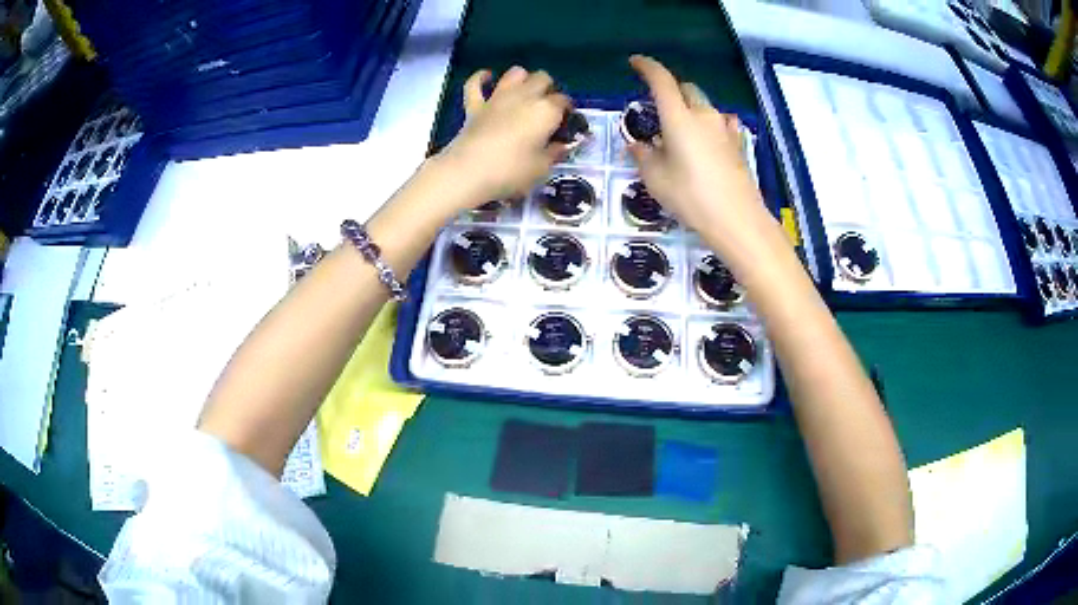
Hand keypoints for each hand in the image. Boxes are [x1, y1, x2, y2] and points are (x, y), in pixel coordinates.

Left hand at [436, 66, 570, 206]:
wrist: (468, 172)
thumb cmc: (511, 171)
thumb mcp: (542, 167)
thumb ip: (554, 152)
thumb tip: (562, 146)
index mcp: (546, 110)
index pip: (564, 101)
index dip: (568, 111)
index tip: (567, 124)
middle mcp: (524, 96)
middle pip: (543, 78)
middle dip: (548, 89)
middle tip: (547, 107)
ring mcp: (497, 97)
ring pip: (515, 73)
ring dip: (522, 79)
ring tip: (524, 93)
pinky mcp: (475, 105)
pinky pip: (476, 83)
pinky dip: (481, 78)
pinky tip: (487, 77)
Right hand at [628, 55, 781, 267]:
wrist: (738, 219)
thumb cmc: (692, 197)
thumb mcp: (656, 179)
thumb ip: (643, 156)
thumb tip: (638, 144)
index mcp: (679, 117)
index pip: (661, 80)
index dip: (647, 67)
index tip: (635, 63)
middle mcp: (703, 115)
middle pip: (686, 88)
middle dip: (670, 90)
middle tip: (657, 108)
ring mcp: (724, 128)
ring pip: (703, 105)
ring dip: (689, 108)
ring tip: (679, 130)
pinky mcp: (738, 143)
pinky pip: (719, 122)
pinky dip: (707, 124)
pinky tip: (705, 140)